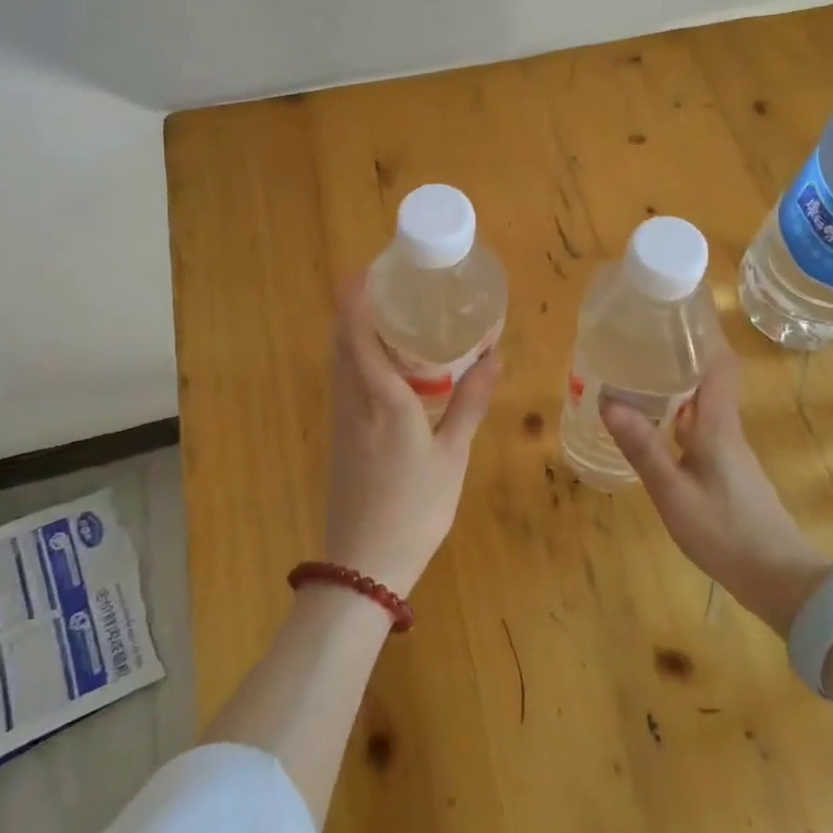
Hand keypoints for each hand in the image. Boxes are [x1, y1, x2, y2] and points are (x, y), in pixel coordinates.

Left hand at [323, 272, 501, 598]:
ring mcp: (341, 419)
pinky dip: (355, 356)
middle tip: (385, 282)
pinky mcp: (339, 435)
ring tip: (386, 312)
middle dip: (353, 304)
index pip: (357, 332)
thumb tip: (494, 356)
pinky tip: (382, 363)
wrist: (364, 565)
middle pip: (341, 339)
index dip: (356, 296)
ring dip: (352, 329)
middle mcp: (353, 400)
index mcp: (382, 398)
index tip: (369, 267)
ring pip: (338, 360)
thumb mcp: (452, 456)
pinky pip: (343, 380)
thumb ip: (471, 402)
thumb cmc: (416, 508)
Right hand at [601, 340, 831, 635]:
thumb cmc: (725, 531)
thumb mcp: (674, 493)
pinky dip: (677, 420)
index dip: (701, 335)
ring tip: (636, 380)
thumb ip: (643, 448)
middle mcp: (726, 429)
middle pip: (707, 380)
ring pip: (702, 406)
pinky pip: (700, 431)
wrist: (780, 580)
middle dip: (676, 359)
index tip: (672, 317)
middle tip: (636, 346)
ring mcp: (730, 453)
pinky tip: (654, 430)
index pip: (719, 364)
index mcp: (717, 424)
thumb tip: (608, 400)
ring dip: (674, 390)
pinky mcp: (728, 473)